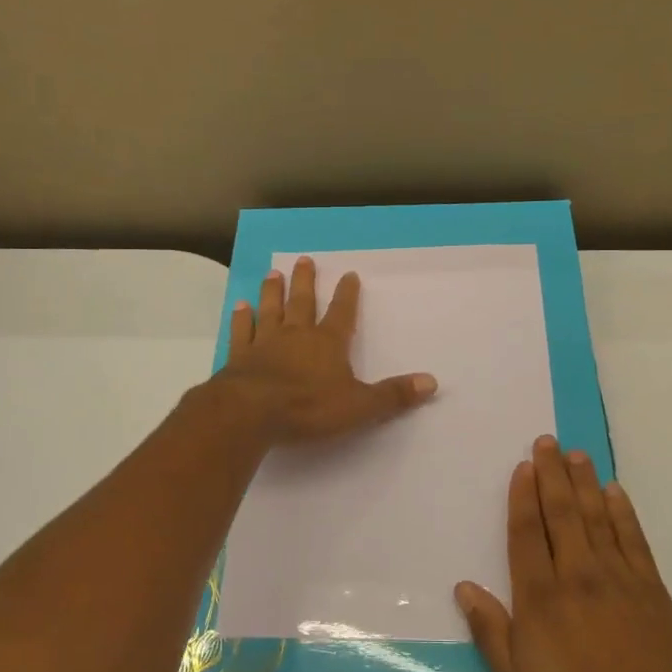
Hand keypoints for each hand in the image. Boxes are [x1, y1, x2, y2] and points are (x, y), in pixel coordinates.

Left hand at [219, 255, 437, 444]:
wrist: (251, 412)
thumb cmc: (308, 407)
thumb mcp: (359, 406)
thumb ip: (393, 395)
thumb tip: (432, 382)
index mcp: (327, 343)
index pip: (342, 313)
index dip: (347, 294)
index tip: (349, 274)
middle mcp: (296, 335)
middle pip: (302, 302)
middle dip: (306, 281)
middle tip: (304, 259)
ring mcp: (265, 343)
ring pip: (270, 310)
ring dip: (273, 291)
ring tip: (274, 273)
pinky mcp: (239, 357)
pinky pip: (241, 332)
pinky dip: (241, 318)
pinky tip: (239, 306)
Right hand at [456, 438, 671, 671]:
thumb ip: (491, 633)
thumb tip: (465, 588)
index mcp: (541, 598)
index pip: (528, 534)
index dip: (523, 497)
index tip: (523, 466)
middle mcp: (578, 575)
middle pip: (562, 514)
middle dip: (552, 475)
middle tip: (547, 442)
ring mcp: (618, 579)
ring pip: (597, 517)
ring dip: (585, 482)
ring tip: (576, 454)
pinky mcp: (651, 590)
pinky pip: (633, 539)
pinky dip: (623, 512)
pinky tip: (615, 492)